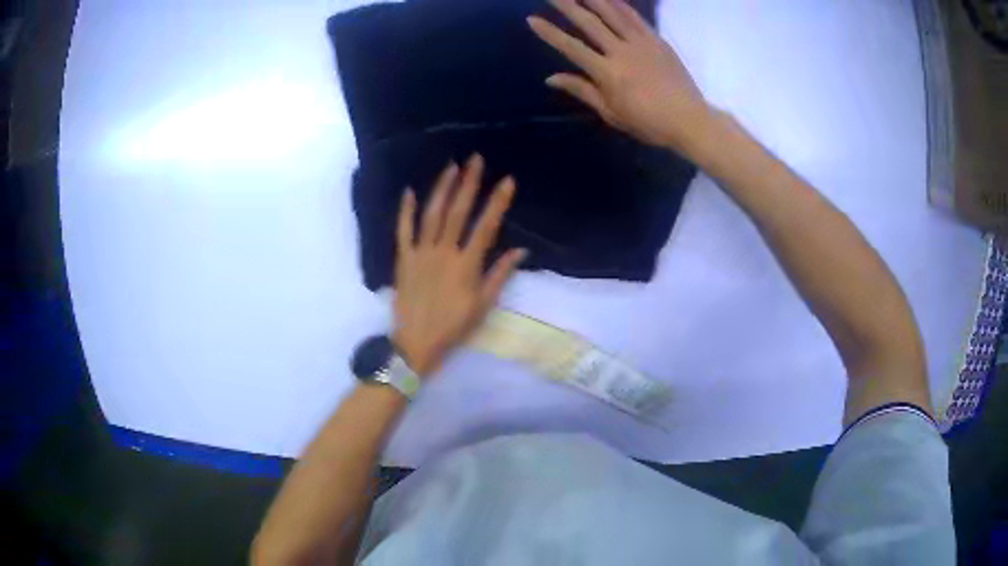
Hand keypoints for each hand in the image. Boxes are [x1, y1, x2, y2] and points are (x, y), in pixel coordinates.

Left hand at [392, 155, 526, 375]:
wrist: (416, 343)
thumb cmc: (454, 327)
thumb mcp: (483, 305)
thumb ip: (500, 275)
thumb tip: (520, 250)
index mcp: (466, 264)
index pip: (485, 226)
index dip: (497, 203)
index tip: (507, 181)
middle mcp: (444, 252)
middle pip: (457, 212)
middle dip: (469, 184)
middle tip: (476, 159)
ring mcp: (421, 253)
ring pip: (431, 215)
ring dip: (441, 189)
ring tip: (451, 167)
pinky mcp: (403, 259)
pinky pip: (403, 231)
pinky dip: (406, 211)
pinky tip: (410, 191)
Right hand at [528, 0, 711, 151]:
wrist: (690, 120)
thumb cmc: (648, 123)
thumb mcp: (611, 113)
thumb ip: (582, 90)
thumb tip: (551, 79)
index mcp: (607, 73)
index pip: (571, 48)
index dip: (550, 33)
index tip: (532, 19)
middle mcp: (621, 52)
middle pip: (589, 23)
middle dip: (567, 5)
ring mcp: (641, 43)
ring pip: (612, 14)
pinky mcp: (657, 40)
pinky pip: (636, 18)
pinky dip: (621, 5)